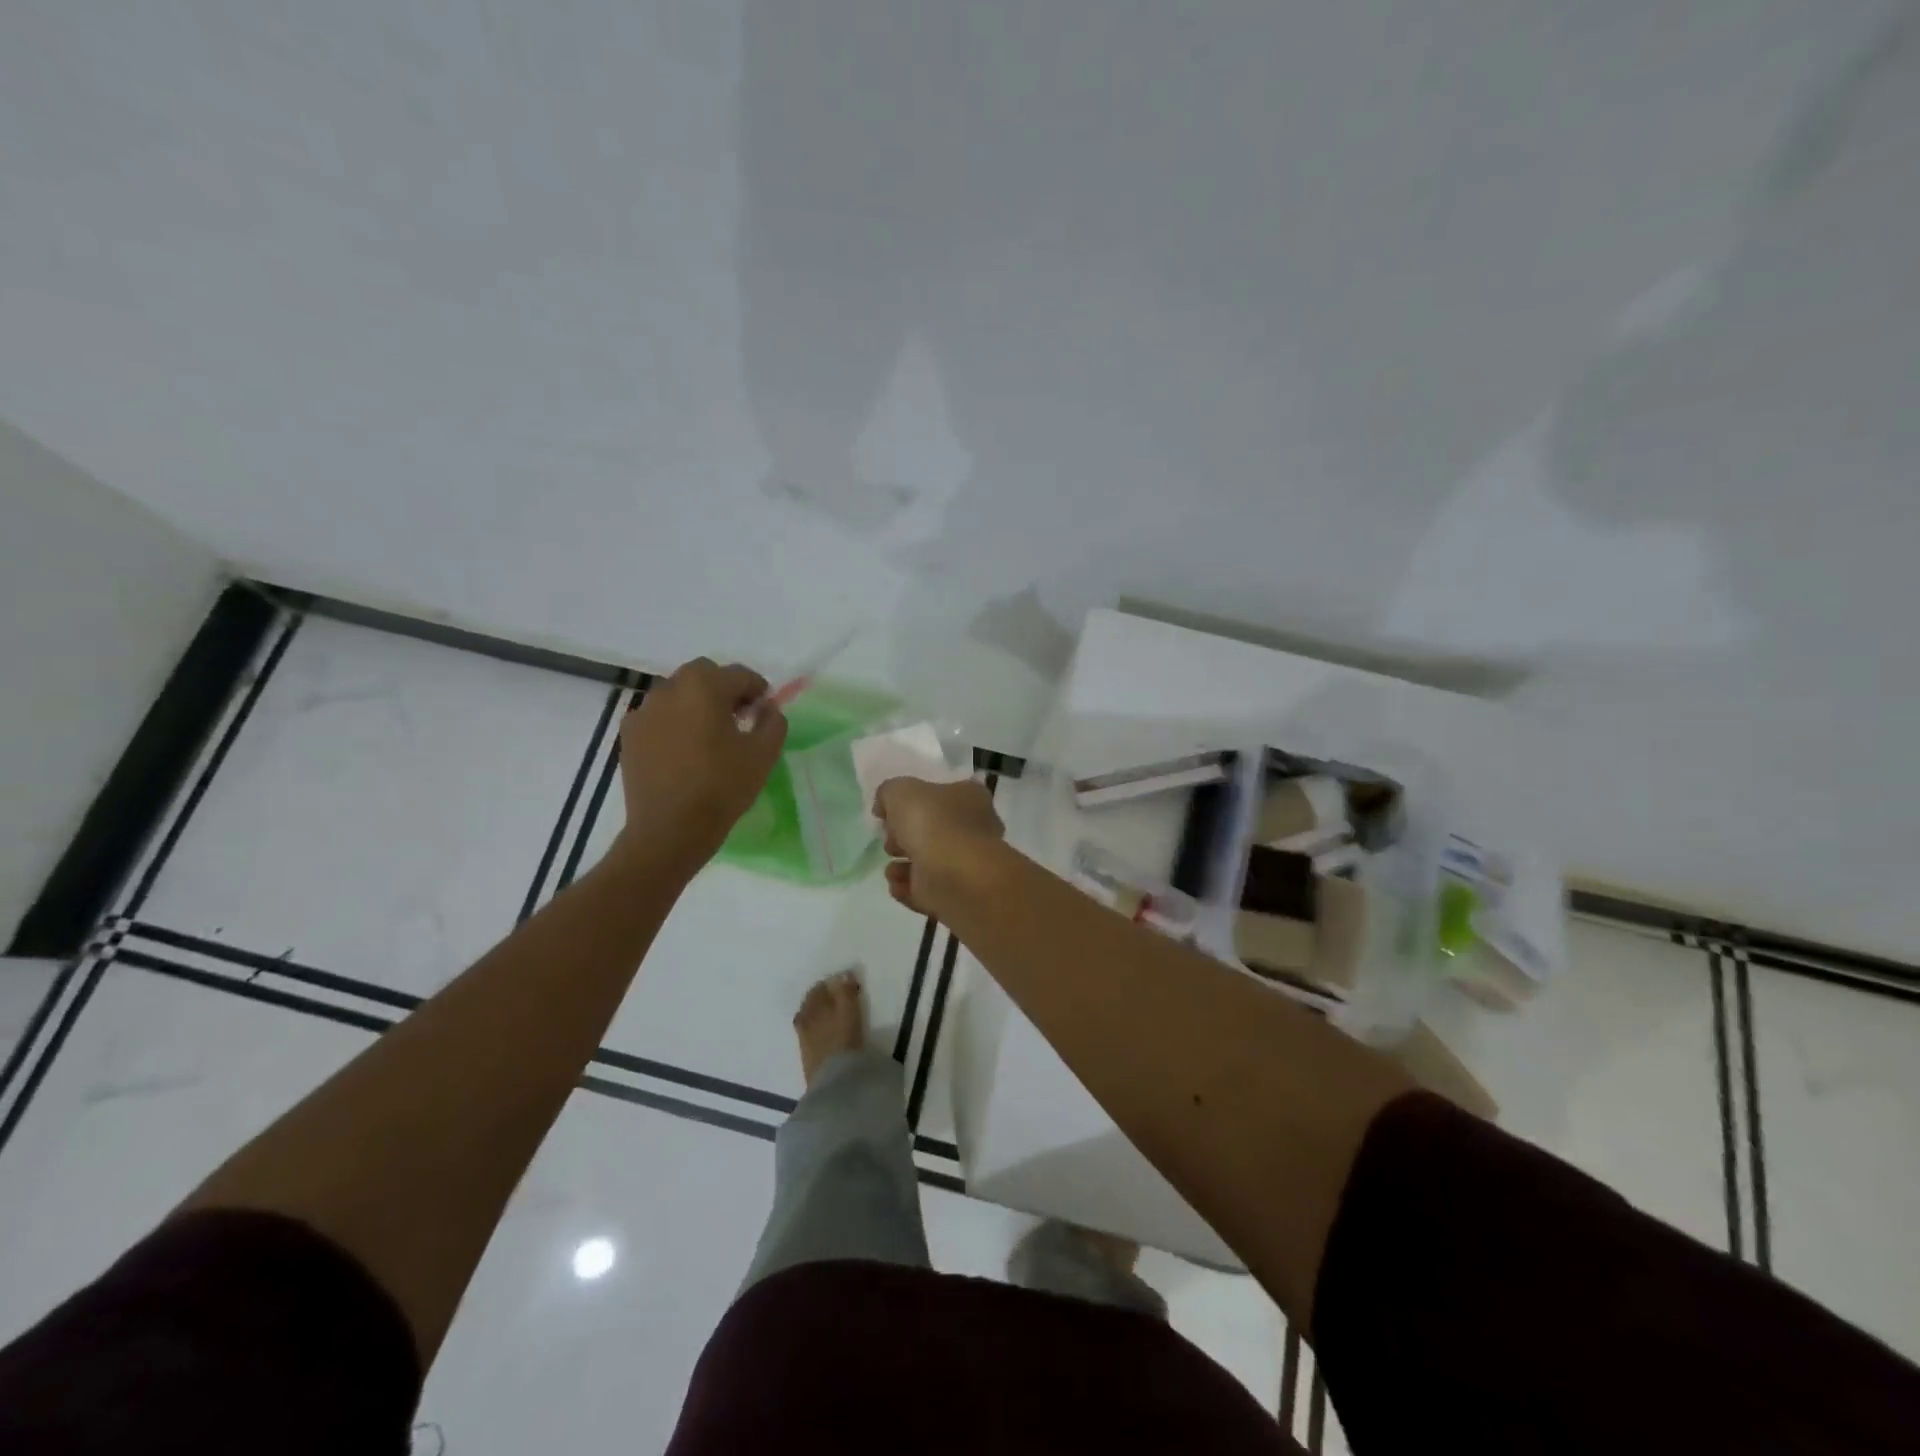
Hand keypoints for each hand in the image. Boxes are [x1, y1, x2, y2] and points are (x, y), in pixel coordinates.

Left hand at [616, 658, 786, 872]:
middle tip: (738, 717)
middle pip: (702, 675)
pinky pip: (657, 716)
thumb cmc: (722, 788)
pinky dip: (673, 722)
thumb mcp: (764, 754)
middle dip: (723, 689)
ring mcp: (644, 711)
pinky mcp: (629, 735)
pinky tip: (684, 750)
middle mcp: (669, 689)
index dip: (757, 689)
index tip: (765, 710)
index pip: (738, 674)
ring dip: (696, 703)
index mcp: (704, 688)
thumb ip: (773, 722)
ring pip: (677, 693)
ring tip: (710, 735)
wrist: (670, 830)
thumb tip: (767, 708)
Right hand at [874, 777, 1004, 919]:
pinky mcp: (957, 894)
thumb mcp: (900, 791)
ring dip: (903, 866)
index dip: (911, 803)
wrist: (956, 876)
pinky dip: (908, 888)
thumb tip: (885, 806)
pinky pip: (927, 889)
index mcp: (969, 797)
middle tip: (890, 841)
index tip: (890, 814)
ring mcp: (967, 864)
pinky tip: (896, 885)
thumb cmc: (933, 823)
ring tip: (890, 868)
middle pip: (932, 830)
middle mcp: (973, 828)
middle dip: (905, 837)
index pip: (940, 794)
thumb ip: (889, 793)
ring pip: (928, 862)